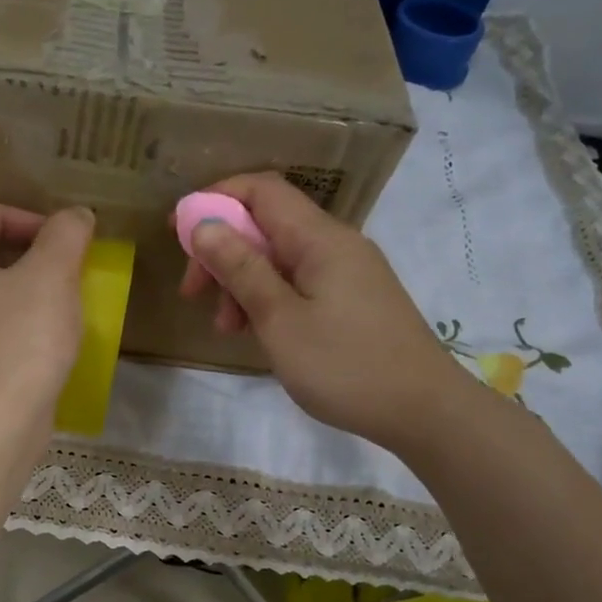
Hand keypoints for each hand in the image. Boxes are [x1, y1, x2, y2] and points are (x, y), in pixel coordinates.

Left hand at [0, 204, 93, 434]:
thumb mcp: (52, 274)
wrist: (1, 423)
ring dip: (22, 295)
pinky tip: (47, 346)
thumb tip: (75, 217)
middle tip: (60, 268)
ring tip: (59, 305)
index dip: (11, 215)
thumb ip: (65, 234)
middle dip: (22, 256)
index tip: (49, 235)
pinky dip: (17, 331)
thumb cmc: (23, 339)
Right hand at [176, 173, 477, 450]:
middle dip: (222, 250)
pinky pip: (298, 282)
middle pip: (266, 224)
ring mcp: (347, 272)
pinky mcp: (351, 299)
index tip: (177, 233)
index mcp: (320, 239)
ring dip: (242, 281)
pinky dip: (268, 297)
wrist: (423, 411)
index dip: (215, 200)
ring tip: (226, 326)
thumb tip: (204, 224)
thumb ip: (241, 268)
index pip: (261, 190)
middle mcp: (335, 244)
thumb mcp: (280, 319)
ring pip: (279, 257)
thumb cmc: (344, 365)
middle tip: (193, 293)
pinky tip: (256, 331)